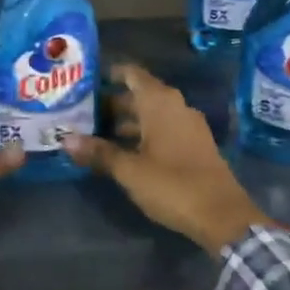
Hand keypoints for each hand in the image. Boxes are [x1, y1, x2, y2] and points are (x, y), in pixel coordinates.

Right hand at [63, 62, 271, 255]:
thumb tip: (65, 140)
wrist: (223, 216)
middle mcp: (176, 106)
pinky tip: (124, 152)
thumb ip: (98, 152)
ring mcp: (189, 126)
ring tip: (97, 133)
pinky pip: (164, 129)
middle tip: (82, 112)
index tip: (87, 79)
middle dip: (112, 103)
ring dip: (127, 121)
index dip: (109, 73)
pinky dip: (143, 134)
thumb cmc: (172, 184)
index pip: (132, 74)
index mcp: (159, 102)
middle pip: (139, 95)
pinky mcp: (196, 146)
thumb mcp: (129, 170)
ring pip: (151, 114)